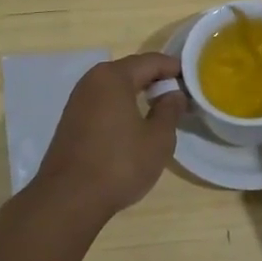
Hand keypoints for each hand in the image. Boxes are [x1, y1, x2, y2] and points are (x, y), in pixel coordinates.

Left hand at [27, 53, 185, 227]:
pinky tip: (134, 126)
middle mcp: (92, 81)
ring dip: (138, 94)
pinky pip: (103, 103)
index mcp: (113, 77)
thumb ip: (170, 110)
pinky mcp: (71, 121)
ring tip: (160, 111)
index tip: (193, 81)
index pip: (151, 61)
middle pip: (131, 71)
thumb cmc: (120, 164)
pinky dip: (121, 107)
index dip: (174, 68)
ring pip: (115, 88)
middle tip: (179, 96)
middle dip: (156, 80)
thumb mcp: (158, 139)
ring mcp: (77, 101)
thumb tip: (174, 93)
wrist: (68, 200)